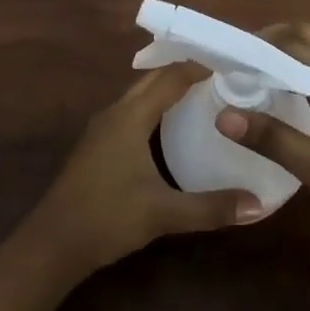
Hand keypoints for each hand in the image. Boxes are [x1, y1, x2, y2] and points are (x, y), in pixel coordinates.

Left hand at [22, 63, 261, 280]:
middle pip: (152, 79)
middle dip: (184, 72)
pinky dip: (154, 108)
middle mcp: (115, 113)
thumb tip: (257, 205)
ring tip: (203, 95)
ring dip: (167, 89)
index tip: (230, 65)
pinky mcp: (97, 146)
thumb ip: (210, 208)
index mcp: (130, 116)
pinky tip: (170, 128)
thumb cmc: (107, 218)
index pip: (170, 77)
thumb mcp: (163, 214)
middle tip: (222, 76)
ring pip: (139, 95)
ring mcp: (102, 129)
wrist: (52, 245)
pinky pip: (131, 112)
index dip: (198, 67)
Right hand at [216, 23, 309, 254]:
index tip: (225, 57)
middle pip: (309, 39)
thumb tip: (222, 115)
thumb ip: (271, 138)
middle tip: (237, 64)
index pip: (295, 44)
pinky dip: (303, 78)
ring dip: (288, 60)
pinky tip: (285, 103)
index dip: (259, 45)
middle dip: (272, 43)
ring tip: (251, 80)